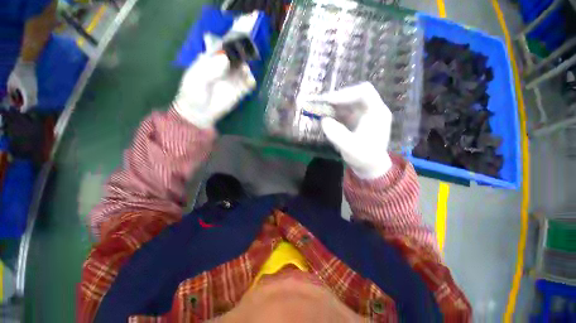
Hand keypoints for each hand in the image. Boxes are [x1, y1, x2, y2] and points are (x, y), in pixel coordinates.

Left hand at [7, 59, 37, 111]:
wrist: (27, 65)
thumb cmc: (17, 74)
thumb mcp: (11, 84)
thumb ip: (11, 93)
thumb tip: (12, 100)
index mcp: (27, 93)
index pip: (27, 104)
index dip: (24, 109)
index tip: (21, 111)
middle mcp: (33, 92)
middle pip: (33, 103)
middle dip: (27, 106)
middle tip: (21, 106)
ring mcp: (35, 89)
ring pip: (34, 100)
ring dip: (29, 102)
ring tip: (22, 100)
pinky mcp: (35, 87)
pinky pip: (34, 95)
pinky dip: (30, 97)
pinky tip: (24, 94)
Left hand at [173, 53, 255, 128]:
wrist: (199, 114)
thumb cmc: (193, 94)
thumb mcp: (196, 80)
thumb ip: (210, 69)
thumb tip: (225, 59)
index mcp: (211, 59)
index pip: (222, 47)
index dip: (229, 45)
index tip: (235, 46)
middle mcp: (224, 67)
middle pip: (237, 57)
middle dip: (241, 56)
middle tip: (241, 60)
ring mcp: (233, 79)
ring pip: (244, 69)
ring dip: (246, 68)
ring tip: (244, 72)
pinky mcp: (240, 91)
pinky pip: (249, 83)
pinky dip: (251, 80)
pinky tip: (249, 82)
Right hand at [319, 82, 392, 178]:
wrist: (369, 167)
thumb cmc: (364, 158)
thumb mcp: (350, 148)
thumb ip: (336, 134)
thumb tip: (323, 120)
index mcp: (377, 113)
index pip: (364, 92)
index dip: (345, 94)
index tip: (328, 101)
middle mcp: (371, 109)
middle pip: (353, 95)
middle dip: (335, 99)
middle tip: (319, 104)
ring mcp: (362, 114)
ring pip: (346, 102)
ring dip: (332, 105)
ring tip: (318, 109)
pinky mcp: (354, 120)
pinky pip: (343, 111)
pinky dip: (332, 112)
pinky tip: (323, 116)